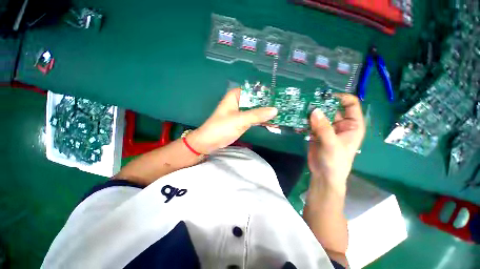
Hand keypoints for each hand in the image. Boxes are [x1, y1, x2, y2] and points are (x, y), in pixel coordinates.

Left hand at [187, 88, 277, 153]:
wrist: (210, 142)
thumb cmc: (221, 127)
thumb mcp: (239, 120)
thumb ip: (257, 115)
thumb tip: (275, 110)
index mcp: (236, 95)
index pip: (255, 90)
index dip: (267, 92)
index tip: (280, 96)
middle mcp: (240, 101)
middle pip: (257, 100)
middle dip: (269, 103)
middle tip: (285, 105)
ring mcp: (242, 112)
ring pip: (257, 109)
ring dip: (267, 112)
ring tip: (283, 113)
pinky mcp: (243, 121)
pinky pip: (255, 118)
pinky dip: (263, 120)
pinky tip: (273, 121)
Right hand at [308, 94, 364, 189]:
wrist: (323, 175)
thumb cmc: (335, 161)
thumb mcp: (332, 144)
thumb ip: (324, 127)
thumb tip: (314, 110)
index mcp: (352, 125)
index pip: (350, 104)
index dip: (340, 97)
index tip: (324, 96)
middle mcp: (340, 124)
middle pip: (332, 108)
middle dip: (321, 104)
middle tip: (307, 101)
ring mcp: (327, 128)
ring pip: (320, 115)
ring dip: (311, 112)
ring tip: (300, 107)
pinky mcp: (316, 133)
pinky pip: (311, 123)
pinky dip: (305, 120)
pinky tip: (297, 118)